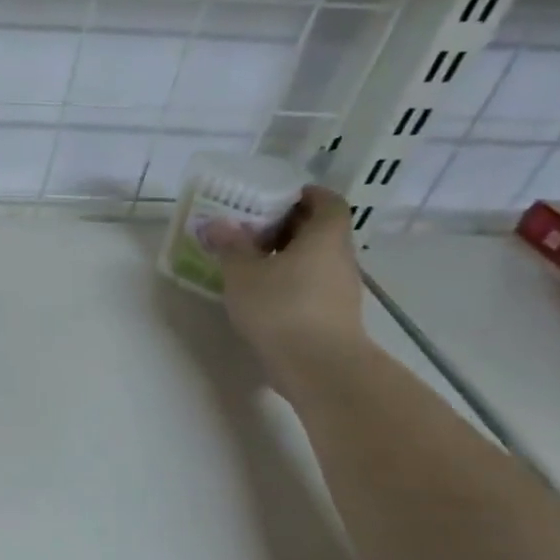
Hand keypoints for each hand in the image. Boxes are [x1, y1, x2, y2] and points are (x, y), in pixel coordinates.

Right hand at [204, 186, 368, 379]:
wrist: (318, 366)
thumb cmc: (281, 307)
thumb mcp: (243, 273)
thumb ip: (231, 246)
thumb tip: (218, 223)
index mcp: (324, 237)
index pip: (327, 202)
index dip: (306, 194)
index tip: (278, 195)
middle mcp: (340, 257)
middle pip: (320, 230)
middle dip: (288, 224)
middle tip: (252, 226)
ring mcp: (340, 288)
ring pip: (316, 258)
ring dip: (288, 254)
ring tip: (251, 260)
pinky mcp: (333, 314)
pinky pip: (311, 283)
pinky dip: (290, 279)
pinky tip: (262, 291)